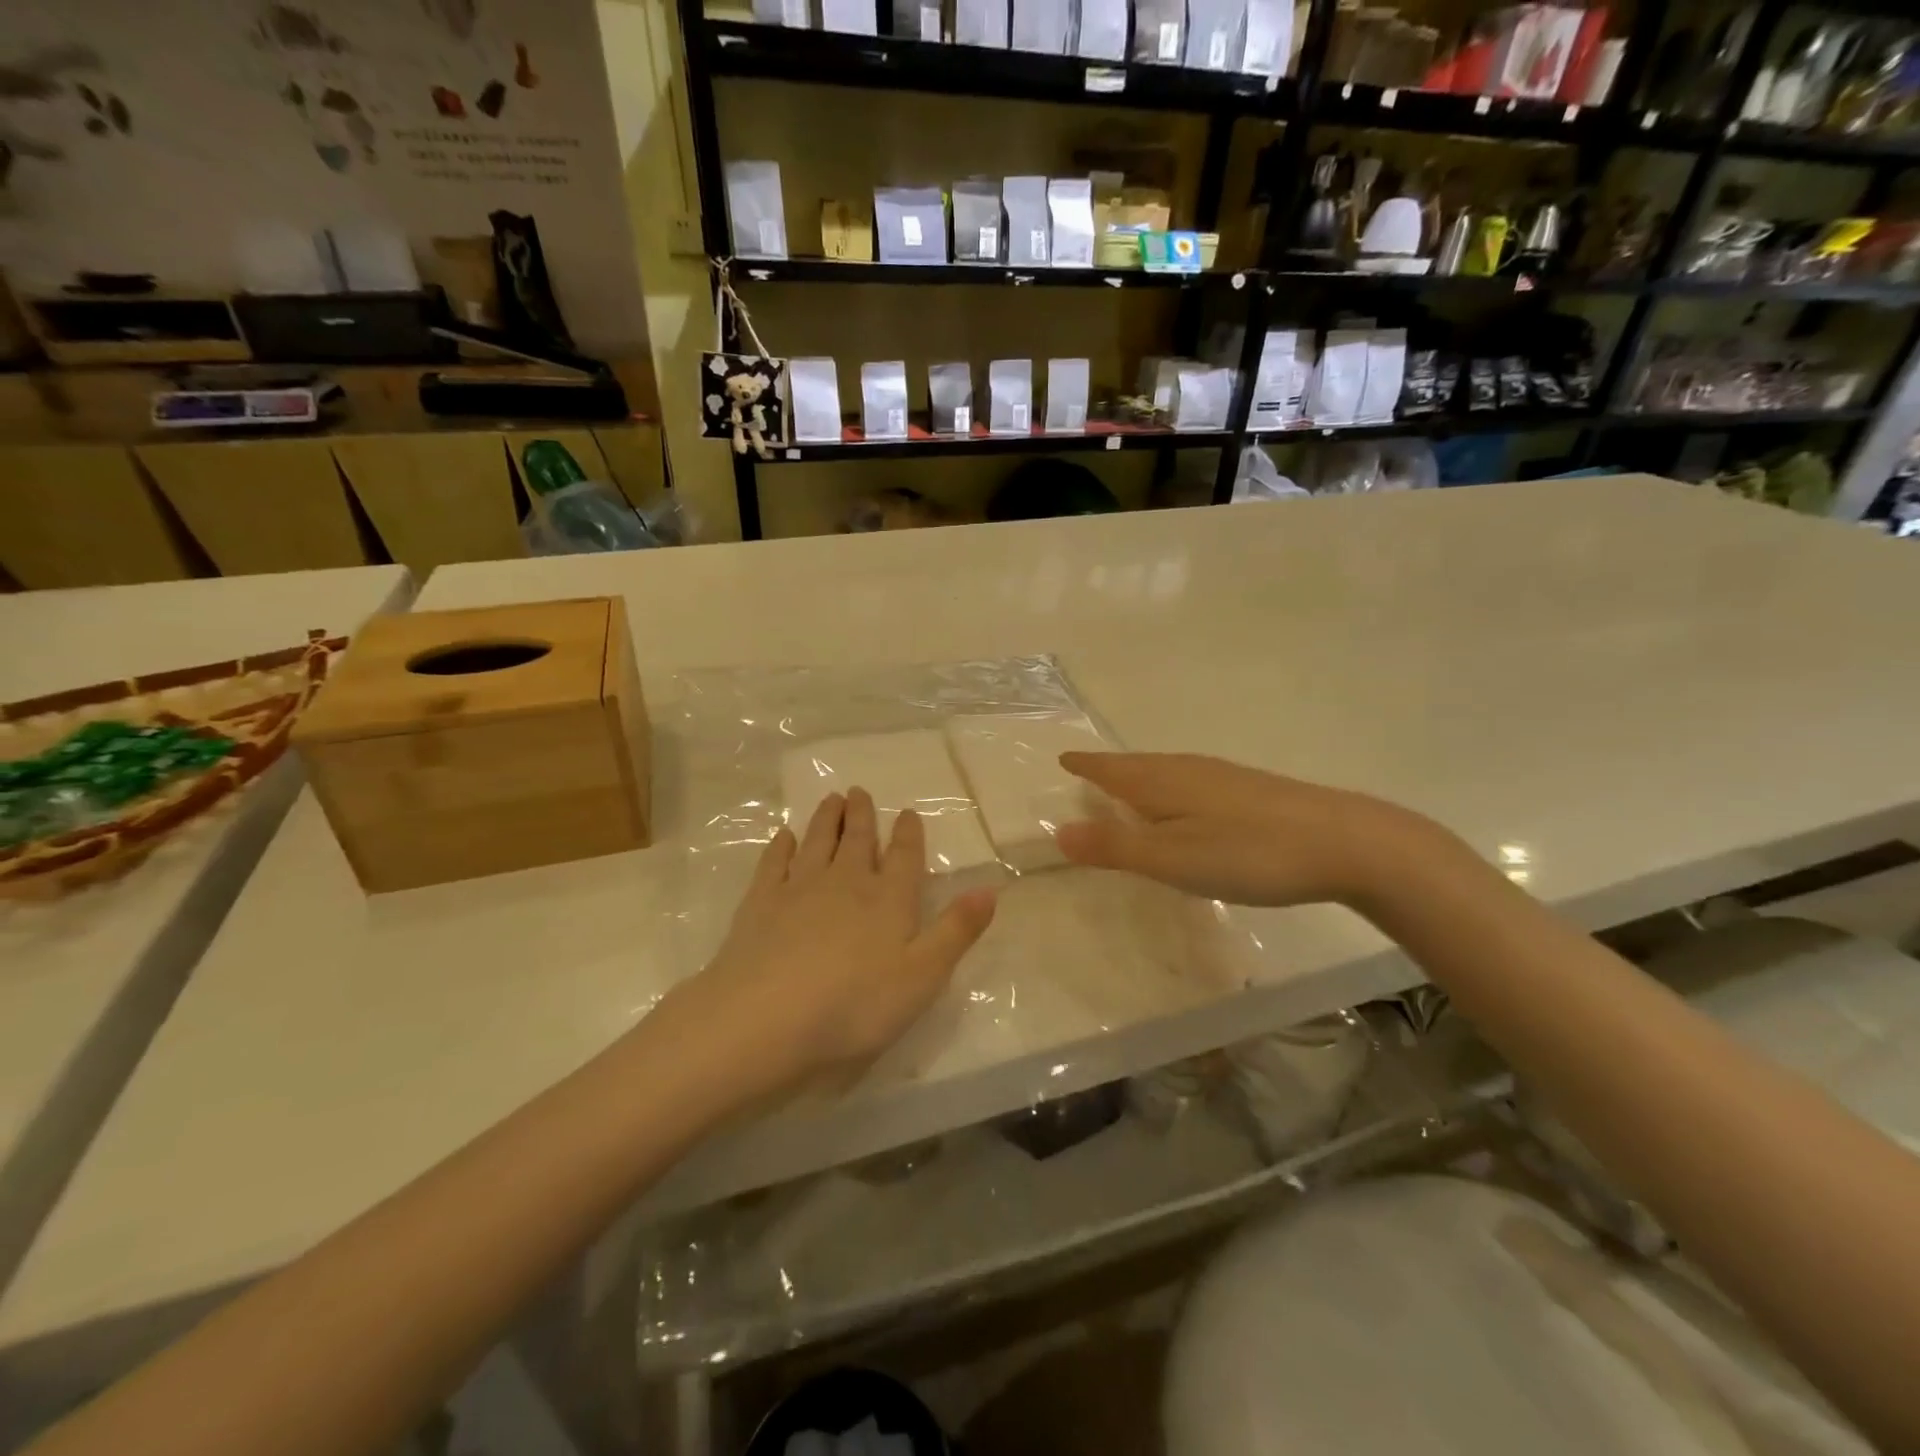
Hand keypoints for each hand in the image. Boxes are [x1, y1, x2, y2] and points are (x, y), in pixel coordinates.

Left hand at [654, 788, 996, 1107]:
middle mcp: (846, 883)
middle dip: (861, 815)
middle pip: (857, 840)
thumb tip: (989, 889)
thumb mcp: (923, 976)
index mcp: (888, 900)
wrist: (766, 1017)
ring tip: (830, 798)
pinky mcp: (760, 903)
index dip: (908, 834)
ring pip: (817, 842)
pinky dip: (780, 846)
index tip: (908, 813)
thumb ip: (956, 931)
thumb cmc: (855, 1005)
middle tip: (859, 791)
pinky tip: (783, 836)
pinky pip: (773, 863)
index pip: (904, 857)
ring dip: (825, 819)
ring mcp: (799, 888)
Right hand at [1054, 752, 1450, 911]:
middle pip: (1138, 765)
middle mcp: (1189, 770)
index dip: (1086, 766)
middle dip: (1110, 768)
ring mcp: (1224, 778)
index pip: (1112, 769)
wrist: (1345, 843)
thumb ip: (1115, 847)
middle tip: (1088, 771)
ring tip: (1127, 787)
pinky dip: (1171, 787)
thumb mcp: (1171, 859)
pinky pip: (1191, 780)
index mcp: (1163, 782)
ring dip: (1140, 776)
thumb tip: (1059, 831)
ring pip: (1167, 771)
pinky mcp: (1251, 791)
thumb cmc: (1247, 853)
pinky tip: (1186, 804)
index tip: (1064, 759)